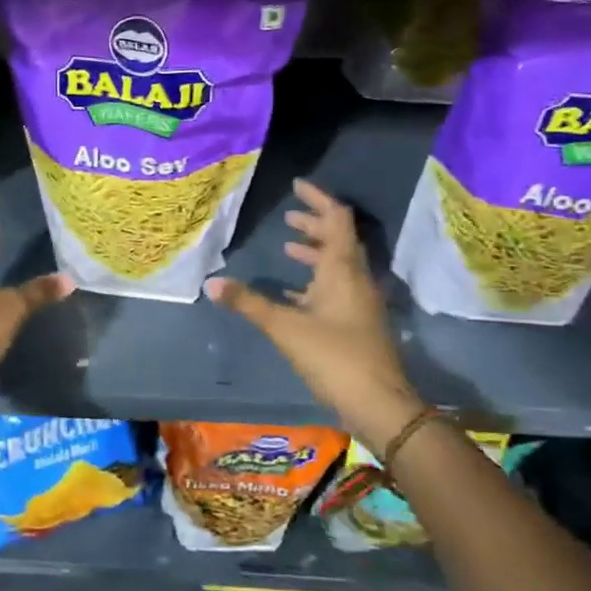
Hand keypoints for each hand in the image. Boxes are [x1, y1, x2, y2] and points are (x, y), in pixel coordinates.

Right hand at [204, 179, 423, 448]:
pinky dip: (314, 281)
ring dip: (315, 252)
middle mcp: (355, 279)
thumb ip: (248, 303)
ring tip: (287, 247)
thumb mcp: (285, 327)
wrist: (379, 404)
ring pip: (337, 265)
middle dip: (313, 225)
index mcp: (342, 269)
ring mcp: (359, 302)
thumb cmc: (334, 357)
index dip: (318, 199)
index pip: (336, 219)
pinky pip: (335, 289)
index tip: (297, 186)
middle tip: (287, 217)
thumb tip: (211, 284)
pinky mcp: (356, 323)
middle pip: (338, 240)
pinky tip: (291, 293)